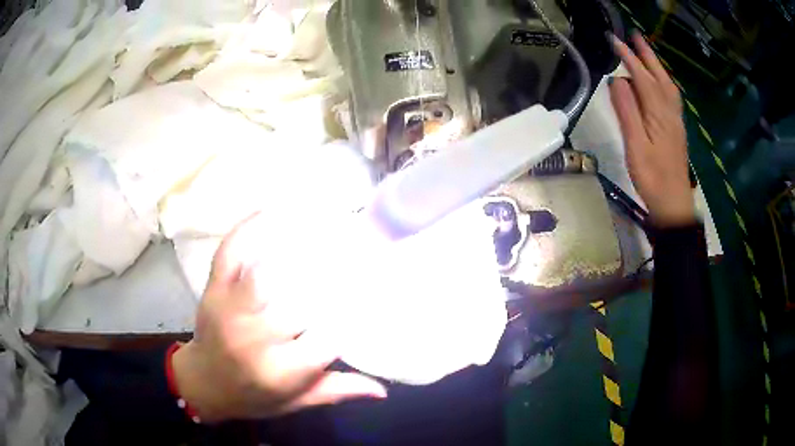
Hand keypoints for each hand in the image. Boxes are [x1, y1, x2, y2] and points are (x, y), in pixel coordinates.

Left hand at [172, 213, 386, 422]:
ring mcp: (230, 309)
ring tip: (327, 229)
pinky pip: (229, 252)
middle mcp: (254, 339)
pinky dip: (248, 228)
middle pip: (299, 302)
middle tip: (359, 259)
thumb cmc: (253, 396)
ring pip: (265, 272)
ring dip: (296, 249)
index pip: (328, 340)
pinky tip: (273, 210)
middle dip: (333, 280)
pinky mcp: (213, 289)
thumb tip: (383, 390)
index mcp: (280, 371)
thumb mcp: (297, 401)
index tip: (371, 299)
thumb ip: (337, 391)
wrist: (203, 384)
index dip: (353, 317)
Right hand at [610, 32, 695, 226]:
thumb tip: (617, 80)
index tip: (614, 40)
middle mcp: (670, 112)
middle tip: (634, 36)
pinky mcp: (676, 129)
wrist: (674, 204)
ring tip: (646, 52)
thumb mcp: (636, 146)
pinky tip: (660, 82)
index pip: (642, 77)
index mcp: (658, 114)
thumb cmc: (652, 178)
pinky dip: (664, 82)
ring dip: (657, 66)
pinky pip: (672, 97)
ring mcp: (675, 121)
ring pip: (668, 86)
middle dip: (646, 55)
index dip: (628, 58)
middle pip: (659, 77)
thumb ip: (627, 112)